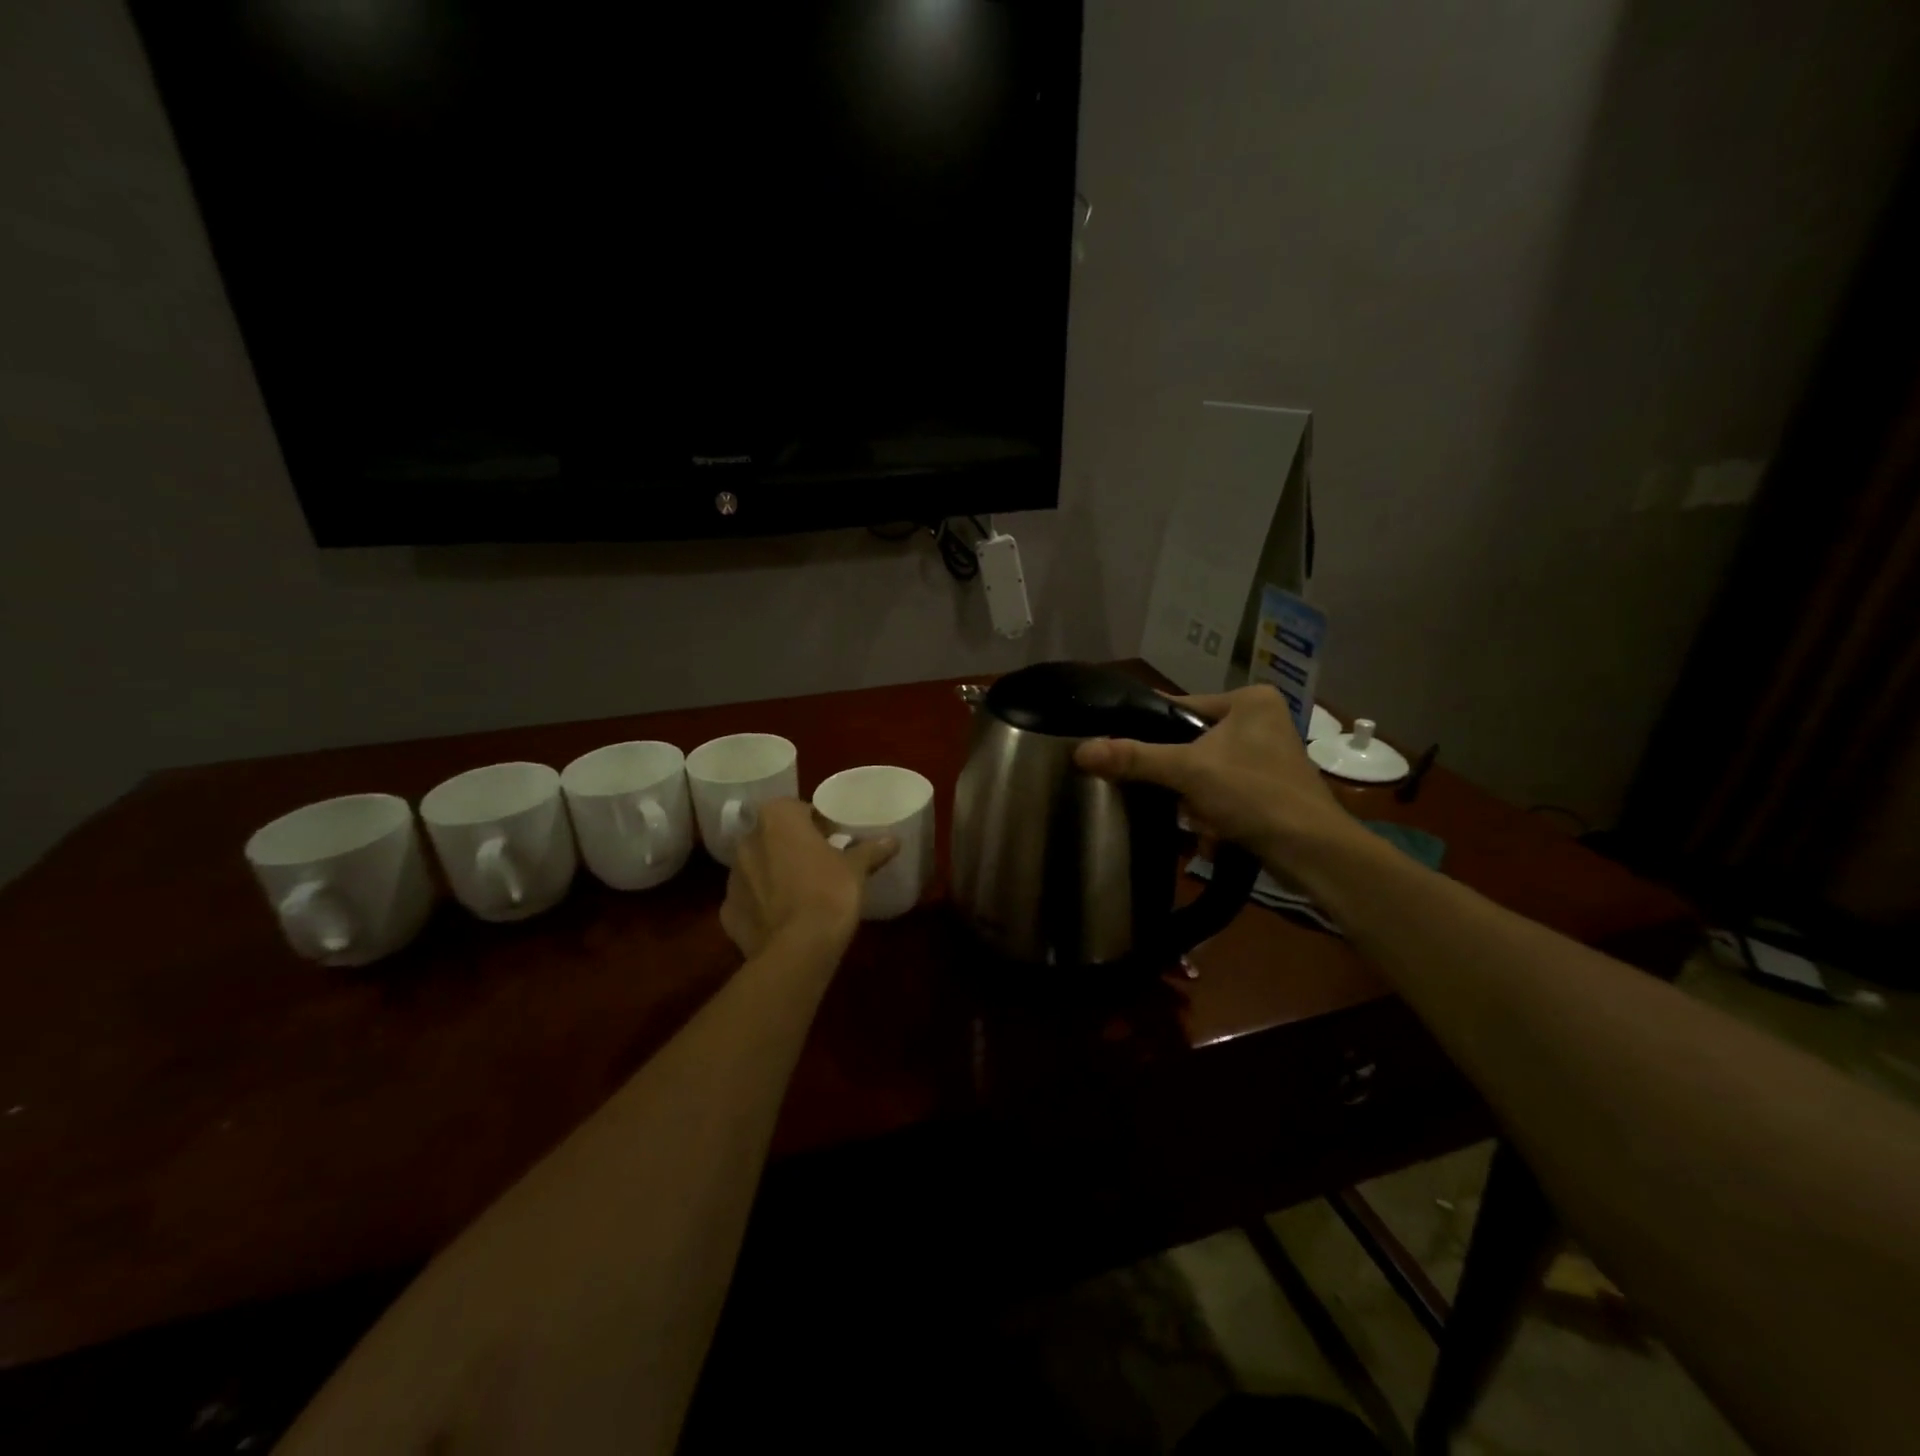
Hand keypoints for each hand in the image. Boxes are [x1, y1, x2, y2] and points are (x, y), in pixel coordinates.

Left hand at [719, 799, 897, 958]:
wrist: (797, 950)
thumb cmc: (829, 893)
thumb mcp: (856, 869)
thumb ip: (871, 850)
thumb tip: (892, 840)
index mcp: (776, 819)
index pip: (796, 809)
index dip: (815, 824)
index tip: (832, 839)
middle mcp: (747, 841)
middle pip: (772, 837)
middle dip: (791, 847)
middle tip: (818, 864)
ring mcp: (732, 878)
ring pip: (757, 867)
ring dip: (774, 874)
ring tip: (801, 893)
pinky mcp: (727, 912)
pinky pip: (749, 900)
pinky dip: (762, 905)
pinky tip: (783, 919)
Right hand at [1074, 685, 1361, 868]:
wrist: (1314, 853)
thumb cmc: (1254, 795)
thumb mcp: (1188, 772)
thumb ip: (1134, 759)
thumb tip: (1080, 752)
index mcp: (1250, 700)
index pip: (1179, 707)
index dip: (1148, 730)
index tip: (1118, 751)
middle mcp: (1262, 720)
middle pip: (1191, 743)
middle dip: (1175, 776)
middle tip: (1160, 795)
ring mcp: (1269, 755)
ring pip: (1205, 771)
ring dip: (1192, 798)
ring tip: (1189, 819)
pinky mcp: (1270, 788)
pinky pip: (1223, 791)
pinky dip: (1211, 811)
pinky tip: (1208, 833)